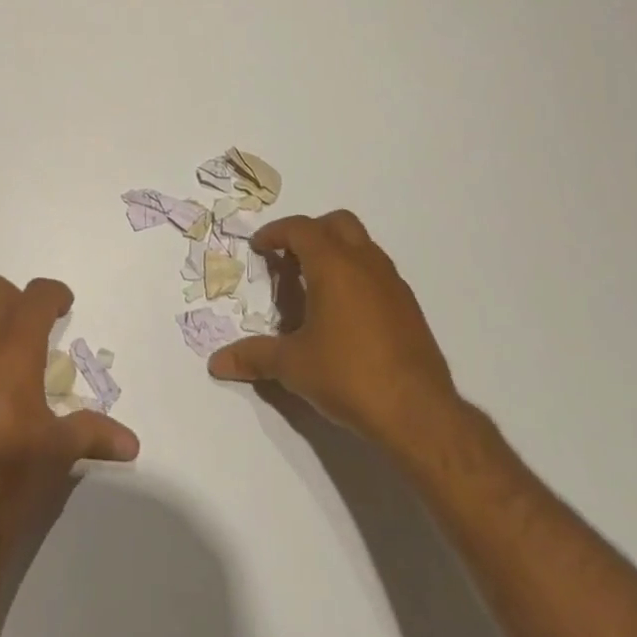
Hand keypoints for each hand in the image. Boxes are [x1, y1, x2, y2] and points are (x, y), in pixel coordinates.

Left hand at [0, 275, 139, 544]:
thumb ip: (94, 434)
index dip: (53, 294)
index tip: (64, 308)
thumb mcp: (59, 453)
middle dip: (15, 300)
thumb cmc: (10, 480)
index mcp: (14, 353)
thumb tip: (131, 443)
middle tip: (33, 329)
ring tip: (2, 357)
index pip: (34, 297)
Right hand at [208, 211, 461, 450]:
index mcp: (333, 265)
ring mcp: (392, 283)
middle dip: (310, 233)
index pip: (300, 229)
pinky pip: (377, 272)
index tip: (259, 248)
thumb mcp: (293, 366)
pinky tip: (345, 315)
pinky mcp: (409, 306)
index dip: (275, 233)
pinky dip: (356, 276)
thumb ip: (254, 357)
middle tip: (289, 260)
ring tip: (314, 288)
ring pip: (361, 245)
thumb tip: (217, 363)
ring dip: (335, 253)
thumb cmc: (349, 376)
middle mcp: (365, 262)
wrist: (419, 413)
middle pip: (336, 223)